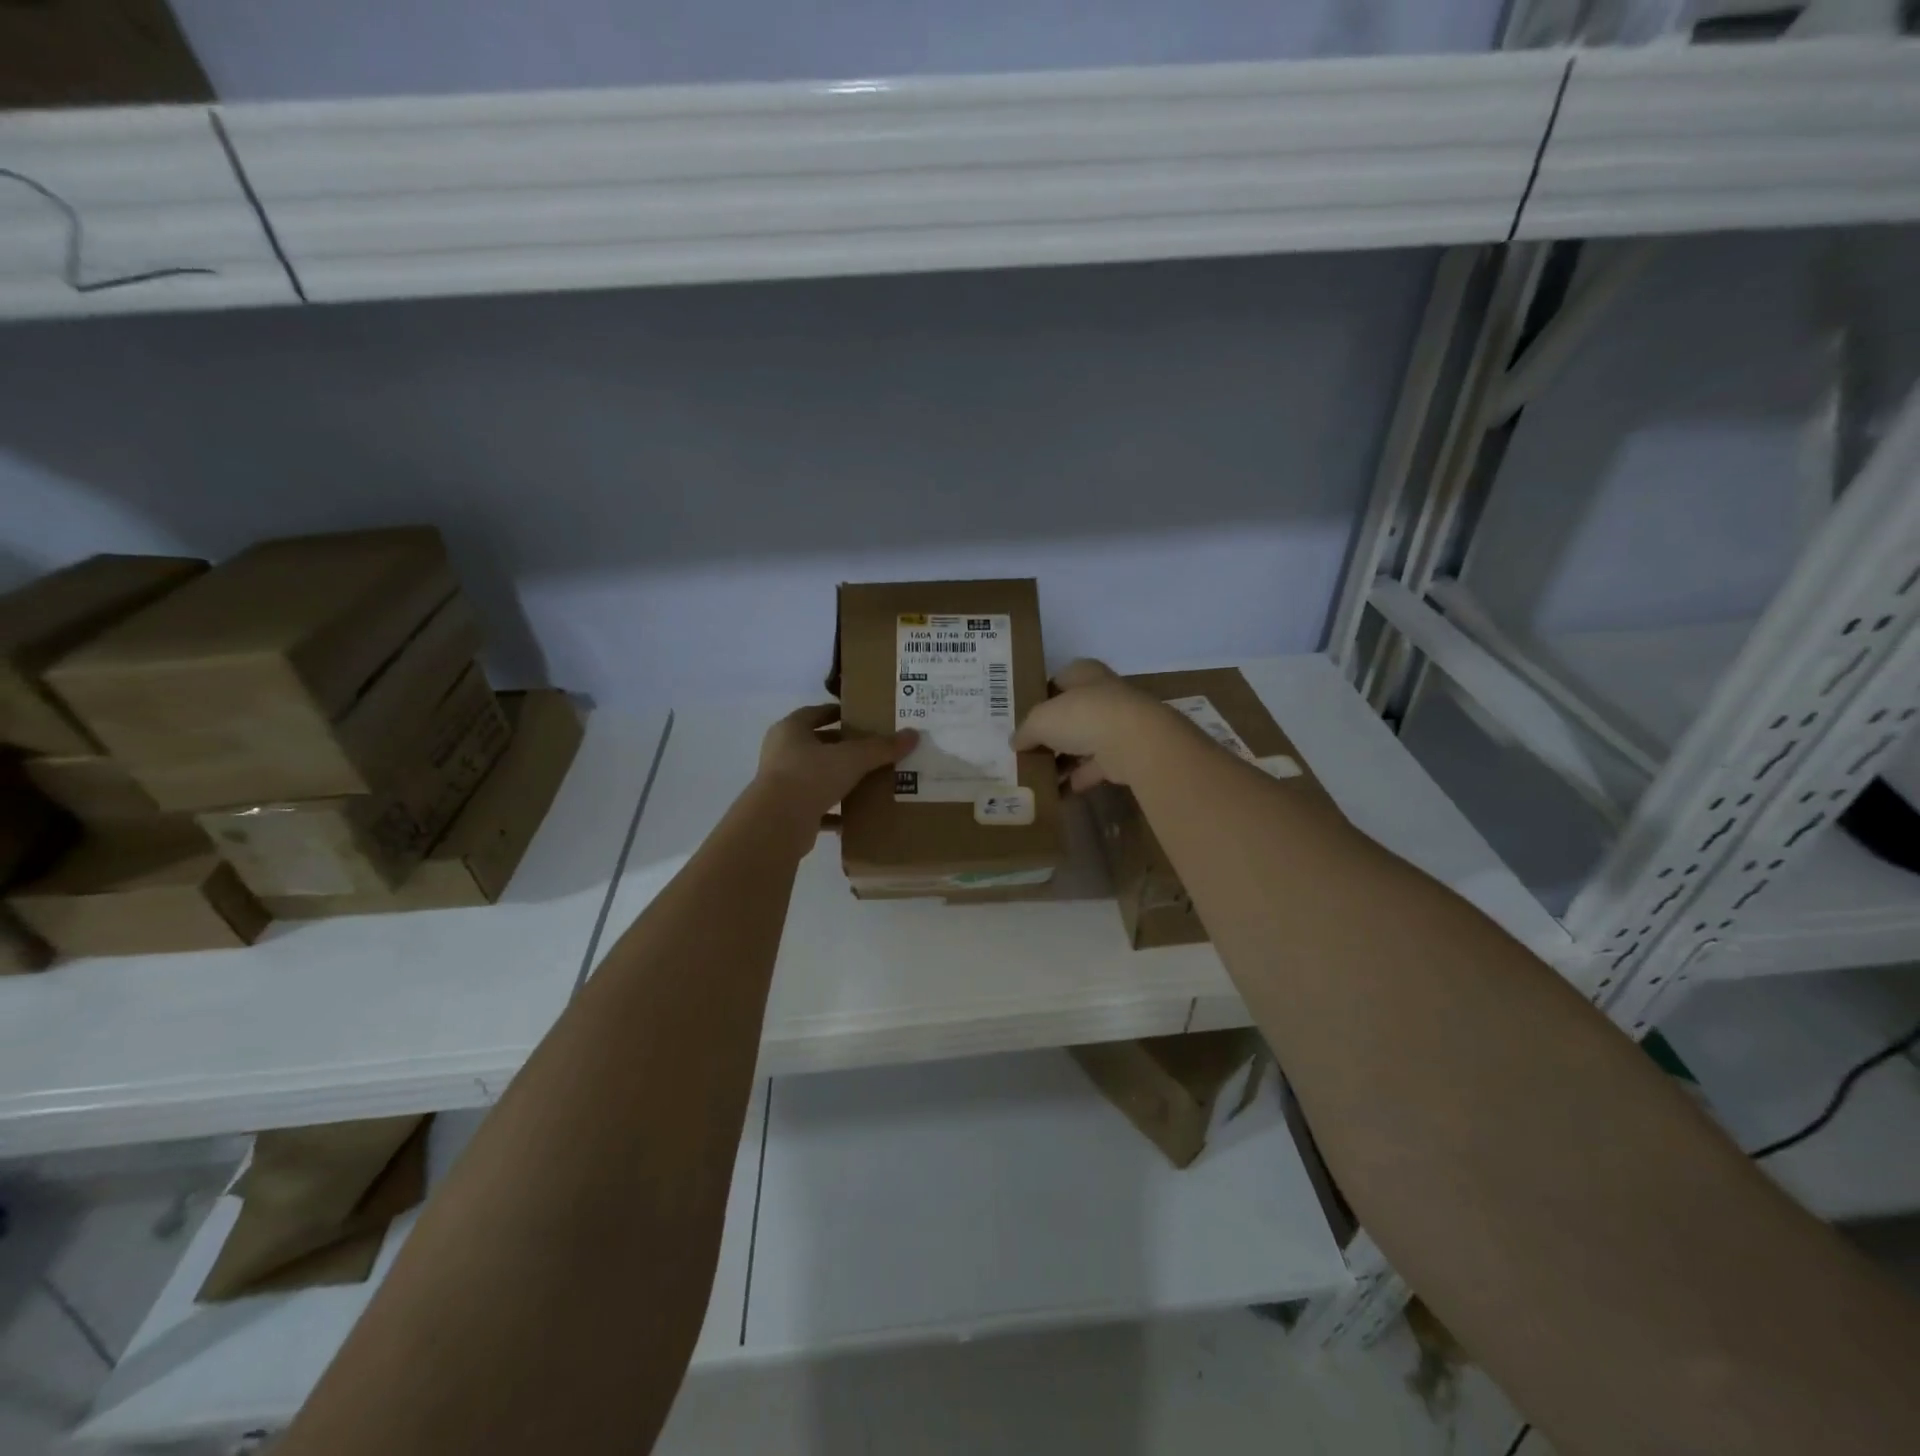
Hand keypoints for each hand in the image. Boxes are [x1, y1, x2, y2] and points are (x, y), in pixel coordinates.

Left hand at [753, 704, 916, 836]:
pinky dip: (833, 811)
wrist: (778, 822)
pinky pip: (815, 806)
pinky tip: (855, 815)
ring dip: (838, 778)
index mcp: (790, 729)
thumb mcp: (852, 757)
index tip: (861, 717)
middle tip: (872, 749)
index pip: (815, 713)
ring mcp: (781, 783)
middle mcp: (782, 752)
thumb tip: (913, 734)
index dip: (838, 713)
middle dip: (842, 747)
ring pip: (815, 776)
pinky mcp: (787, 810)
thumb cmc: (811, 775)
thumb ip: (882, 747)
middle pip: (816, 744)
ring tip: (868, 780)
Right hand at [1011, 659, 1180, 791]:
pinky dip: (1077, 779)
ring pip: (1083, 742)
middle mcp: (1103, 695)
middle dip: (1050, 733)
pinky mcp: (1125, 754)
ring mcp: (1117, 725)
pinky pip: (1095, 767)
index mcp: (1084, 674)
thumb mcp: (1041, 719)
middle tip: (1026, 750)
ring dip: (1063, 759)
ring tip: (1036, 775)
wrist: (1134, 742)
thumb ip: (1026, 730)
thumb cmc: (1083, 716)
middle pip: (1071, 714)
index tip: (1022, 718)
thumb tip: (1015, 742)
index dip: (1040, 698)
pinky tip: (1056, 793)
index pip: (1058, 680)